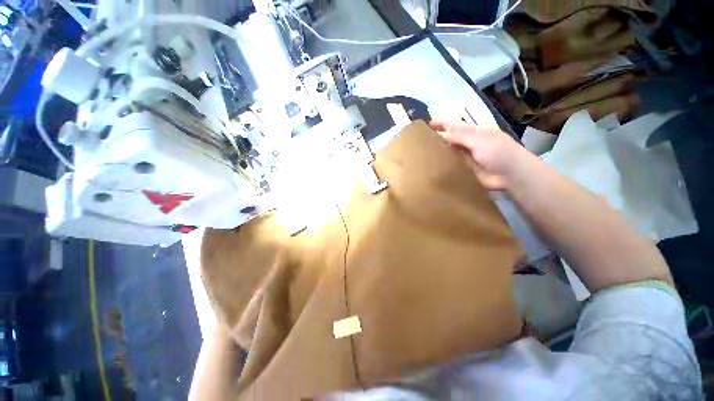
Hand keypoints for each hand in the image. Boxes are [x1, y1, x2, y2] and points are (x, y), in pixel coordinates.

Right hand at [430, 121, 529, 190]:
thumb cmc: (497, 152)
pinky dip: (443, 165)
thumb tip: (441, 134)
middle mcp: (468, 144)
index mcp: (473, 133)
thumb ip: (459, 136)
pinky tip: (431, 166)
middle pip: (449, 140)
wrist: (509, 174)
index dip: (441, 125)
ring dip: (438, 153)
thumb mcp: (478, 139)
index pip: (454, 126)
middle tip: (419, 142)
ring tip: (421, 153)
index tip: (427, 125)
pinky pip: (451, 165)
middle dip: (437, 139)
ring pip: (449, 153)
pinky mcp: (464, 170)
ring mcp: (465, 157)